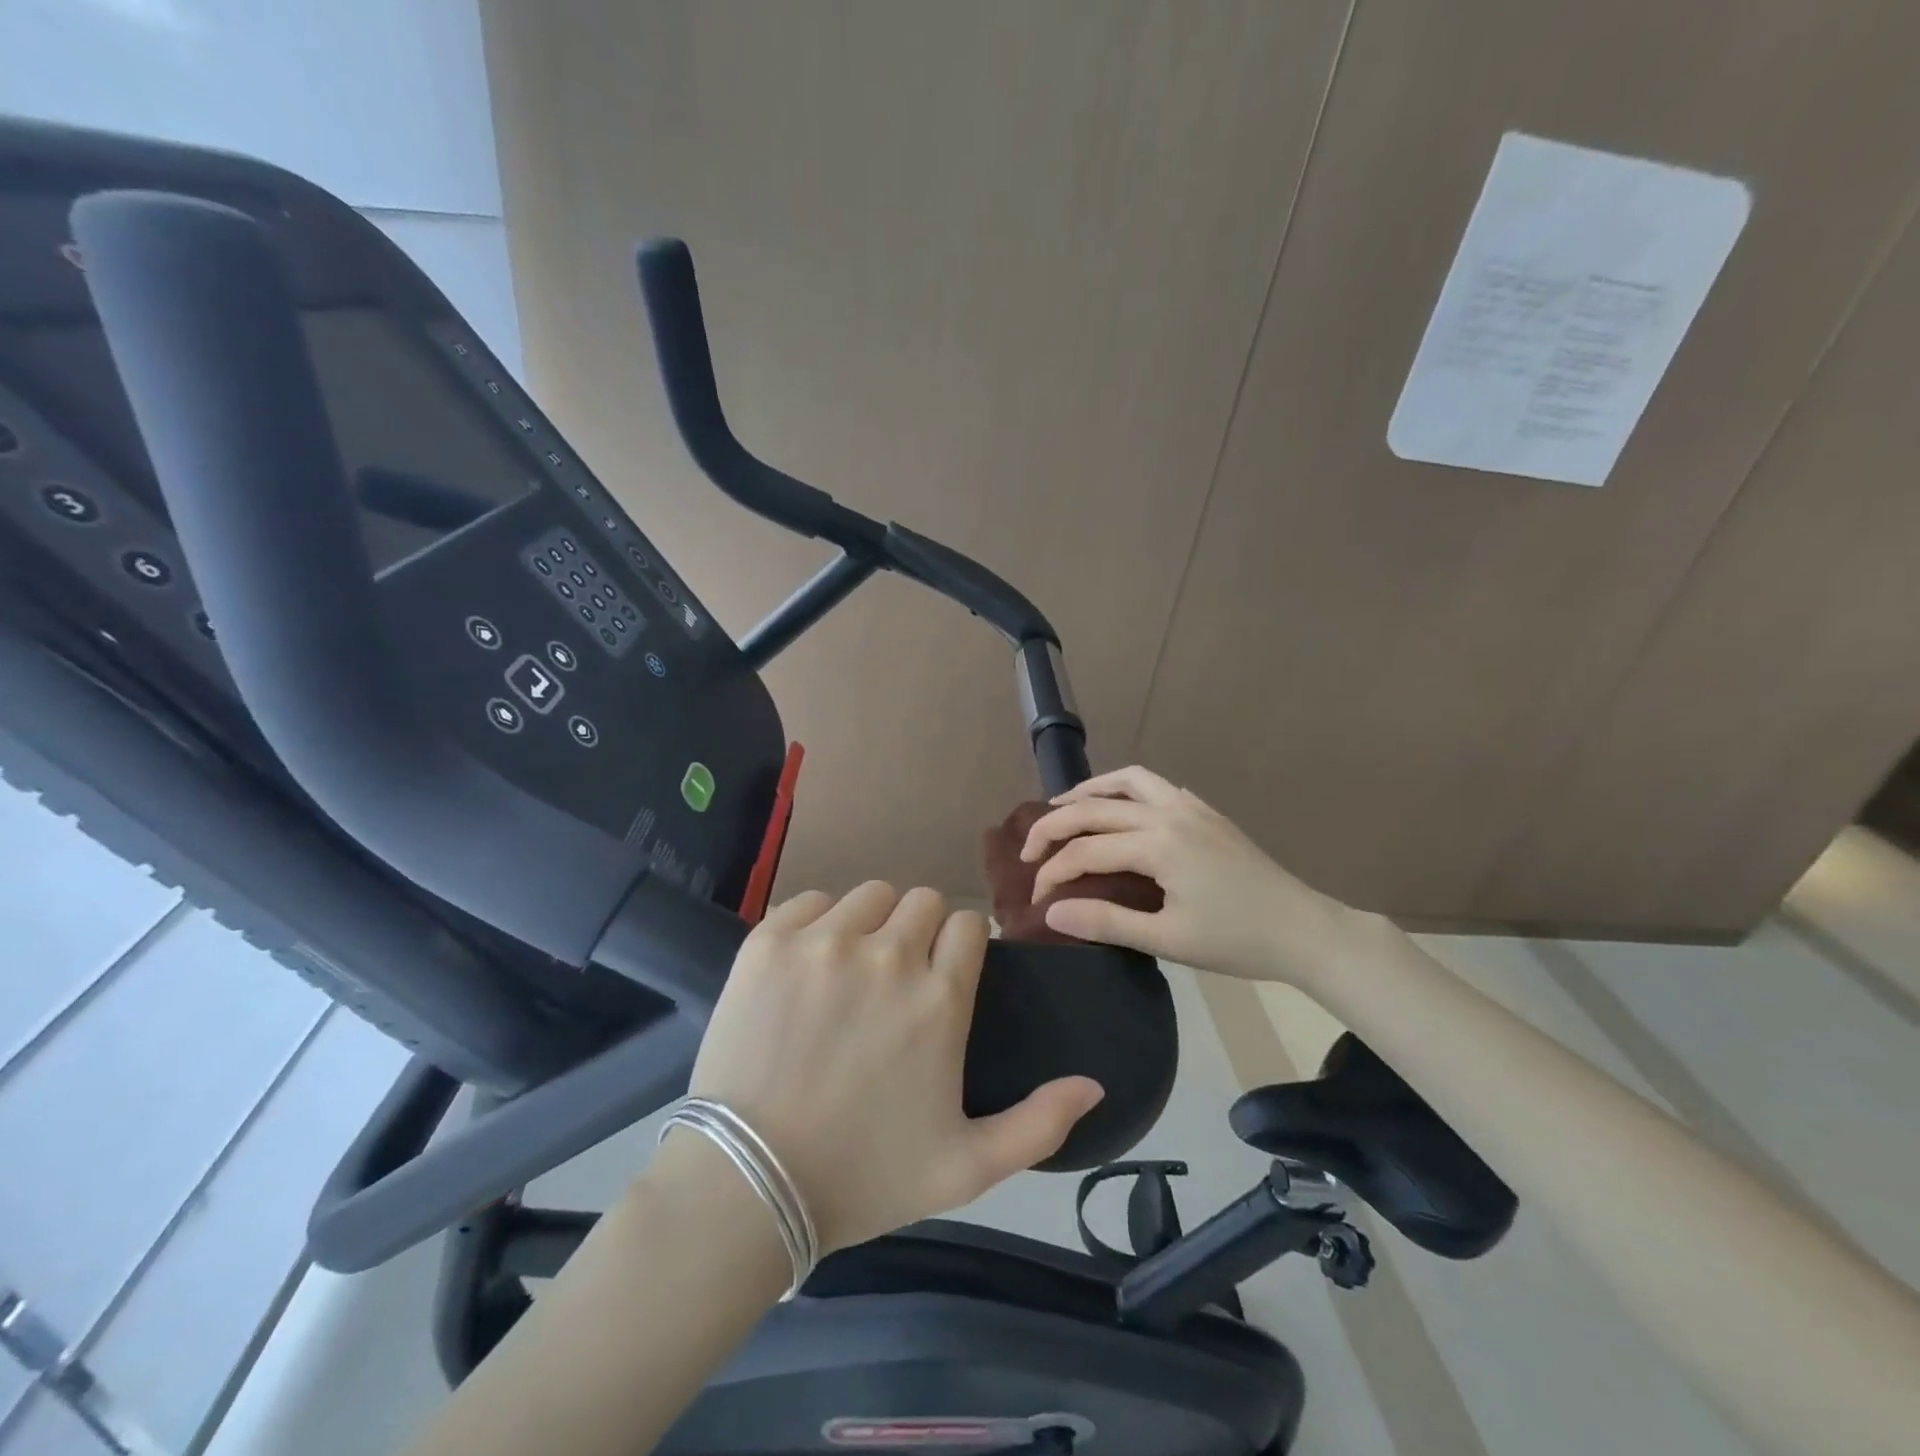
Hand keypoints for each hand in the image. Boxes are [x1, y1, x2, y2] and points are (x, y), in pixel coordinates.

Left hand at [684, 882, 1104, 1254]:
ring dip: (871, 922)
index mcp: (939, 998)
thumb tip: (1095, 1084)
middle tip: (897, 975)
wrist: (747, 1187)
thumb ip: (1040, 1124)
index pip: (968, 924)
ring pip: (869, 894)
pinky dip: (817, 920)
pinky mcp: (769, 940)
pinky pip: (809, 899)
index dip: (961, 945)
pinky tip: (808, 962)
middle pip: (923, 900)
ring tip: (852, 967)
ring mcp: (824, 942)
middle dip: (920, 930)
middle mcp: (888, 954)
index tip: (944, 972)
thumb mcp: (966, 1168)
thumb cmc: (863, 1177)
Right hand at [1021, 765, 1365, 990]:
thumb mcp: (1167, 939)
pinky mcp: (1205, 812)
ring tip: (1063, 808)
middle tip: (1028, 851)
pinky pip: (1154, 785)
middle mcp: (1167, 813)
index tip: (1035, 900)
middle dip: (1054, 827)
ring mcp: (1189, 806)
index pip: (1085, 851)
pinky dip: (1125, 789)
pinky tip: (1120, 808)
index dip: (1053, 874)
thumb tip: (1051, 912)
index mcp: (1157, 844)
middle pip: (1095, 807)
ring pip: (1126, 781)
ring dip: (1089, 791)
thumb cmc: (1235, 940)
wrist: (1304, 930)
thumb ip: (1106, 921)